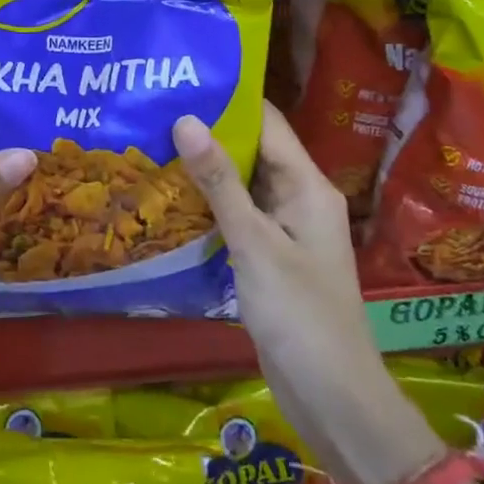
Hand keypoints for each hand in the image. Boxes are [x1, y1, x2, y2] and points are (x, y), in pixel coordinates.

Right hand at [173, 105, 403, 468]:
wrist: (333, 400)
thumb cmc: (300, 316)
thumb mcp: (254, 244)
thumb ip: (219, 182)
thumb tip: (185, 119)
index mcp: (308, 187)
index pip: (267, 124)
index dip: (228, 100)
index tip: (180, 83)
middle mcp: (299, 199)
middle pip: (252, 151)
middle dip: (207, 133)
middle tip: (153, 113)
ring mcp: (284, 230)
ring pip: (241, 185)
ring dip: (203, 169)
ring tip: (150, 145)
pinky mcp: (269, 257)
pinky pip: (237, 216)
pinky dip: (208, 205)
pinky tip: (169, 198)